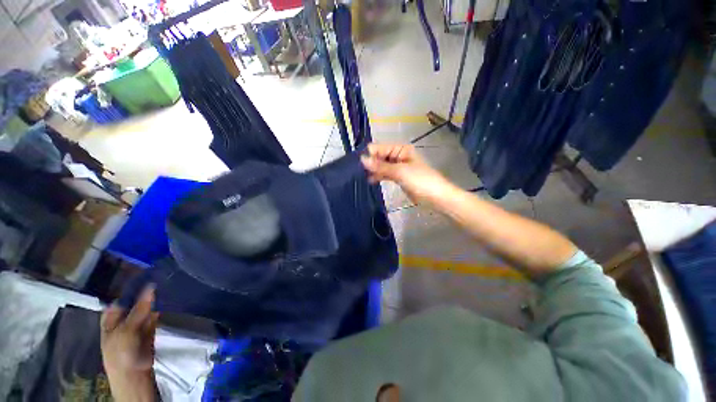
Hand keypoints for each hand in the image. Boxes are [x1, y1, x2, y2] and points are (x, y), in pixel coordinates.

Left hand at [100, 286, 158, 401]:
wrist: (134, 374)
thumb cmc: (121, 352)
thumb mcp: (126, 330)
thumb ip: (139, 308)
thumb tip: (151, 286)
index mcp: (111, 319)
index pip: (121, 299)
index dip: (131, 288)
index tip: (147, 275)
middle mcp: (123, 320)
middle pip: (134, 303)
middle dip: (146, 293)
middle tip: (160, 277)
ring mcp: (137, 325)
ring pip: (146, 308)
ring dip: (155, 300)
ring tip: (167, 284)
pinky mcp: (150, 329)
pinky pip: (155, 315)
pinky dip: (161, 308)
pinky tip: (169, 298)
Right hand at [361, 143, 452, 205]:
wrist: (435, 197)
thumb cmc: (420, 180)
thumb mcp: (399, 171)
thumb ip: (380, 166)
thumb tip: (362, 159)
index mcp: (400, 149)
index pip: (379, 148)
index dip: (369, 155)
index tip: (358, 165)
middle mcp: (398, 155)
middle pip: (379, 156)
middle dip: (370, 163)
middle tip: (358, 173)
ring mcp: (397, 167)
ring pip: (381, 166)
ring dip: (373, 170)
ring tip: (362, 177)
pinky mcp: (397, 177)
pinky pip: (385, 174)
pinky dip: (378, 176)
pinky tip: (370, 181)